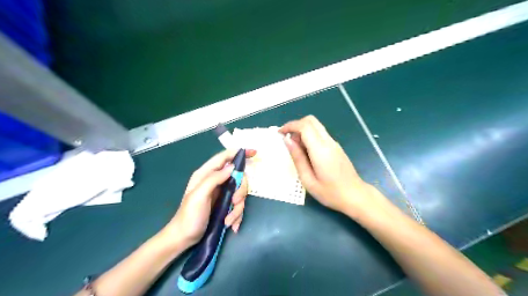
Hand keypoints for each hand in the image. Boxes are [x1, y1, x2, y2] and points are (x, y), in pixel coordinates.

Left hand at [161, 149, 255, 247]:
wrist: (184, 238)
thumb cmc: (189, 216)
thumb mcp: (199, 196)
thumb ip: (214, 179)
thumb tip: (232, 167)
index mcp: (206, 174)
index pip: (225, 157)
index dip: (239, 153)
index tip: (254, 153)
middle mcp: (216, 181)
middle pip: (238, 177)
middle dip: (240, 191)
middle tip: (234, 202)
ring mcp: (222, 193)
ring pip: (240, 192)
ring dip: (238, 208)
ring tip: (228, 220)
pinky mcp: (225, 204)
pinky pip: (238, 205)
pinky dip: (237, 215)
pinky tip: (232, 225)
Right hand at [278, 116, 386, 216]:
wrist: (355, 196)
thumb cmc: (330, 193)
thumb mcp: (308, 180)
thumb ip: (297, 158)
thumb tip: (287, 140)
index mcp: (320, 150)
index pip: (304, 126)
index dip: (290, 126)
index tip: (280, 133)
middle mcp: (328, 142)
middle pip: (311, 120)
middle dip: (295, 125)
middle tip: (286, 138)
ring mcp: (334, 143)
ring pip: (316, 126)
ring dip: (302, 130)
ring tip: (294, 146)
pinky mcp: (336, 147)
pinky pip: (320, 134)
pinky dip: (309, 135)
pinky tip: (305, 151)